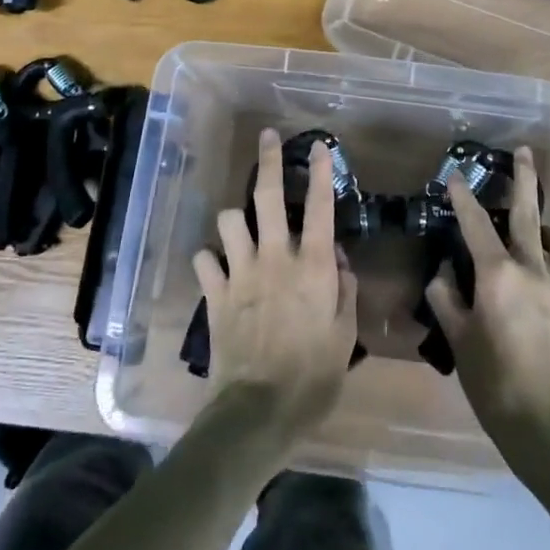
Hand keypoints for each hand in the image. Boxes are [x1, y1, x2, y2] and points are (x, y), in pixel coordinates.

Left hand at [192, 129, 360, 449]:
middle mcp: (275, 257)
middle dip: (268, 160)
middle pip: (266, 195)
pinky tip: (217, 267)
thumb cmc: (314, 376)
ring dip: (236, 219)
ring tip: (242, 227)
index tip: (318, 146)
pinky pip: (204, 259)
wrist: (259, 411)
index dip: (319, 171)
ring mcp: (240, 272)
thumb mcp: (345, 335)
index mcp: (312, 266)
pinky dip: (210, 259)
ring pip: (229, 220)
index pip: (319, 206)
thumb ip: (344, 290)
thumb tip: (336, 258)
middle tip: (268, 138)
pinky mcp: (214, 293)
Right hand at [425, 147, 549, 466]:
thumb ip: (446, 297)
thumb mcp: (458, 338)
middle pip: (527, 213)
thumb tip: (443, 272)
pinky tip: (541, 263)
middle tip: (523, 151)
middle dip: (523, 179)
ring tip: (530, 224)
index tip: (454, 176)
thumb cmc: (493, 381)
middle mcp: (531, 269)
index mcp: (498, 276)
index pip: (475, 225)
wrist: (545, 422)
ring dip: (543, 222)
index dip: (462, 198)